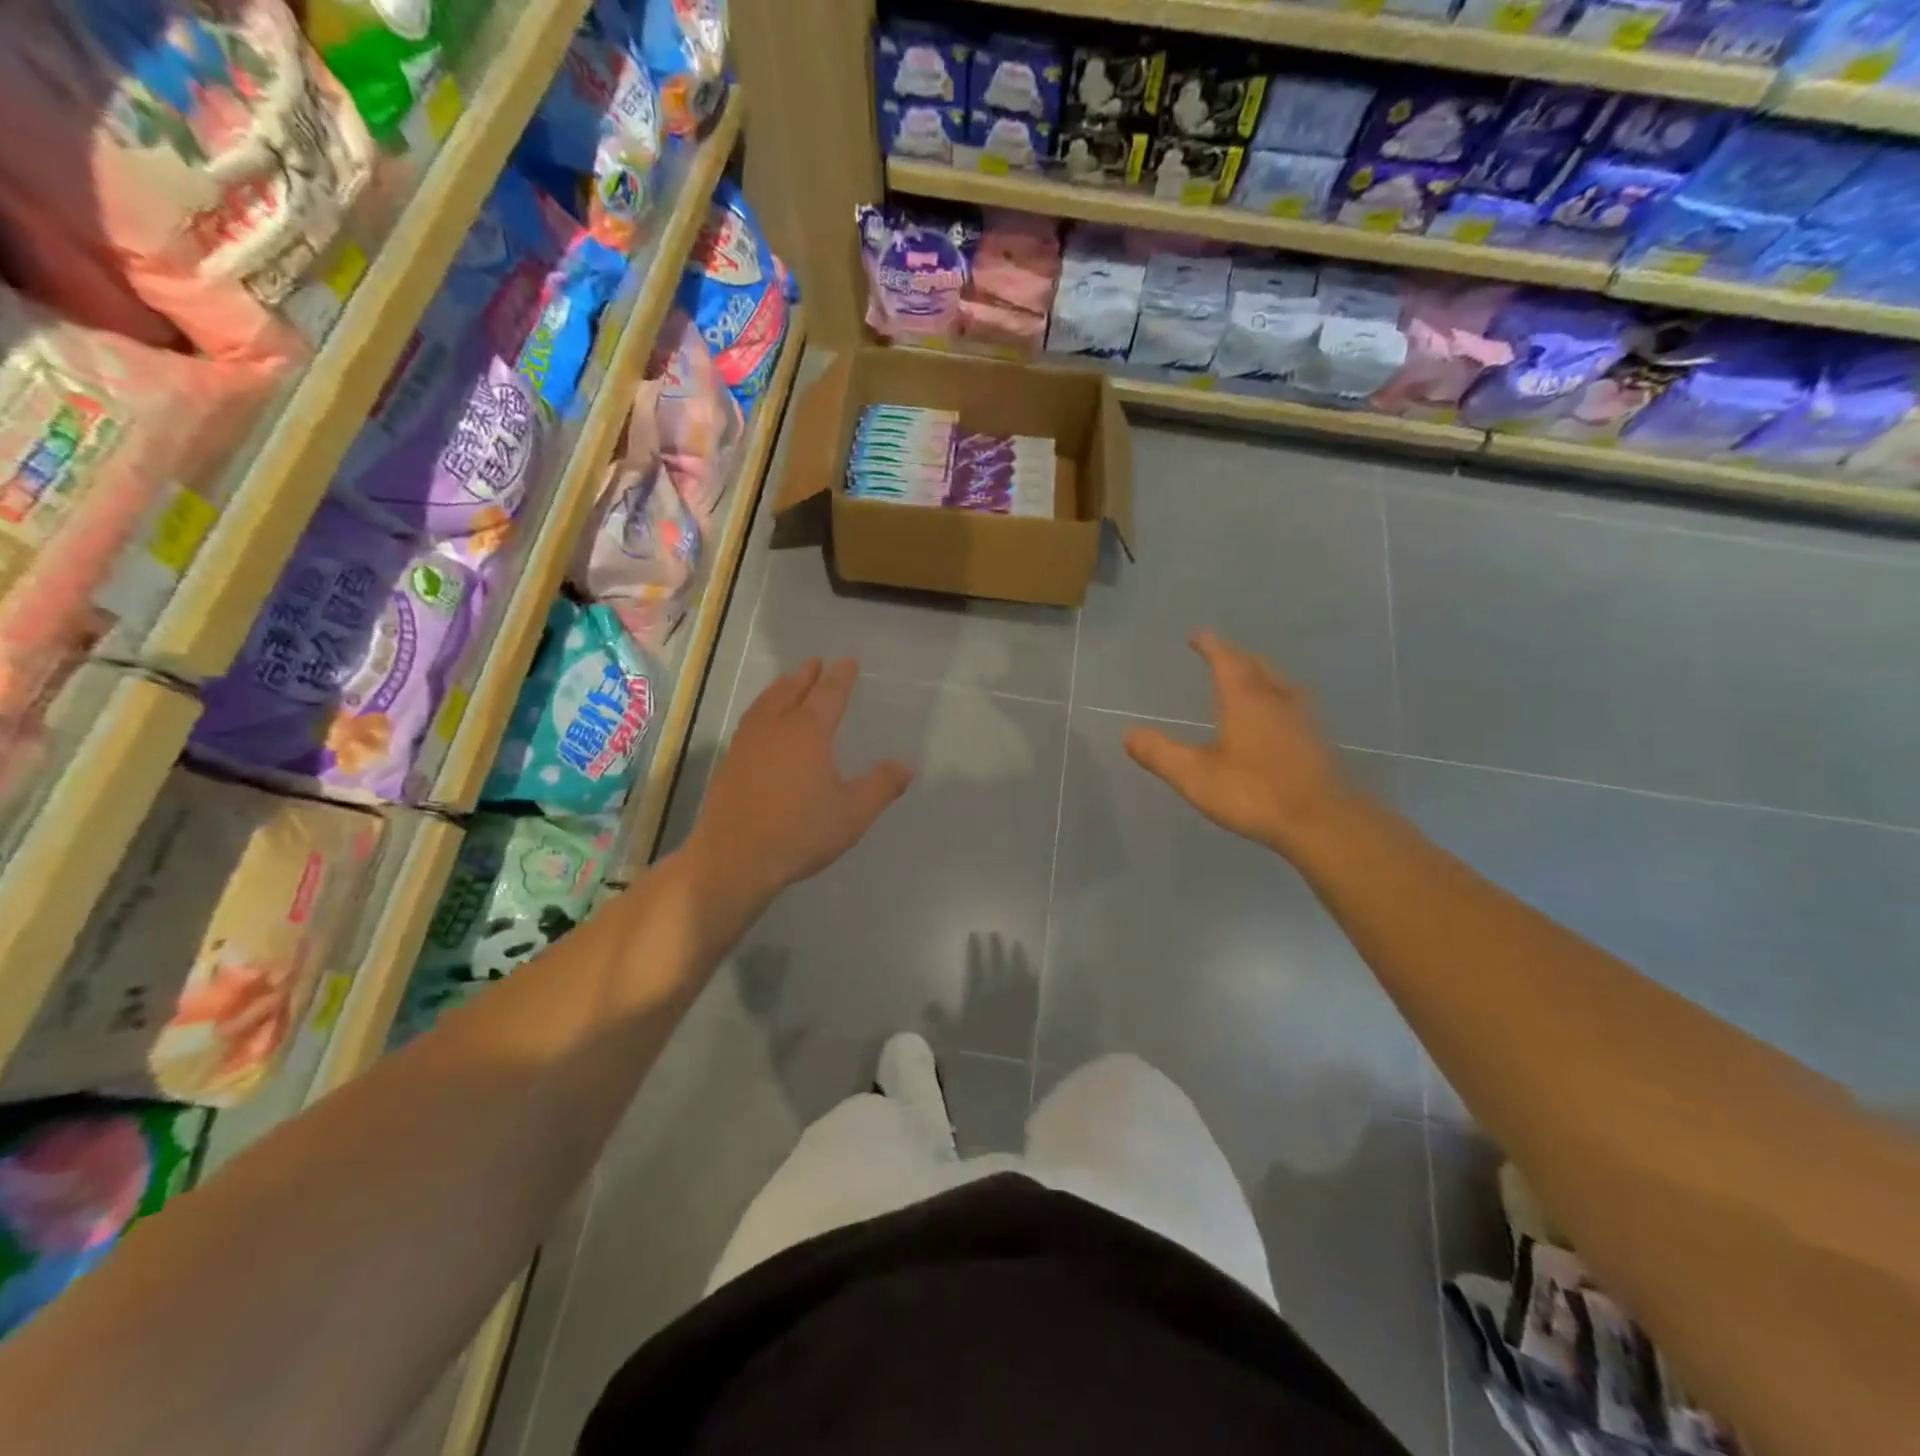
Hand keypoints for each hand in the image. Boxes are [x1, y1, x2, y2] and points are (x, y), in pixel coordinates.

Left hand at [686, 658, 911, 911]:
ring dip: (781, 688)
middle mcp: (776, 727)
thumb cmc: (801, 832)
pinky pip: (750, 721)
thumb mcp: (853, 813)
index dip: (841, 677)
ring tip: (789, 682)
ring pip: (766, 703)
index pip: (829, 694)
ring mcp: (748, 743)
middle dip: (807, 675)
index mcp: (809, 731)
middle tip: (816, 662)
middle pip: (793, 690)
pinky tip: (762, 722)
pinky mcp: (730, 762)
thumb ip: (881, 786)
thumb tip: (906, 766)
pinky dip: (762, 709)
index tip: (848, 662)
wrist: (735, 858)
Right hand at [1124, 632, 1360, 858]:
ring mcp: (1304, 721)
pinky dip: (1277, 703)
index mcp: (1246, 700)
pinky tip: (1275, 723)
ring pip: (1280, 686)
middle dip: (1237, 658)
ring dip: (1261, 678)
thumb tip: (1129, 734)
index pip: (1226, 661)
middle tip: (1221, 656)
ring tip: (1249, 683)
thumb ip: (1160, 753)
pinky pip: (1294, 709)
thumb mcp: (1196, 776)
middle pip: (1257, 667)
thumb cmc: (1255, 793)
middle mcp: (1278, 701)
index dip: (1210, 646)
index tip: (1197, 635)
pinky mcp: (1319, 744)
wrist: (1324, 823)